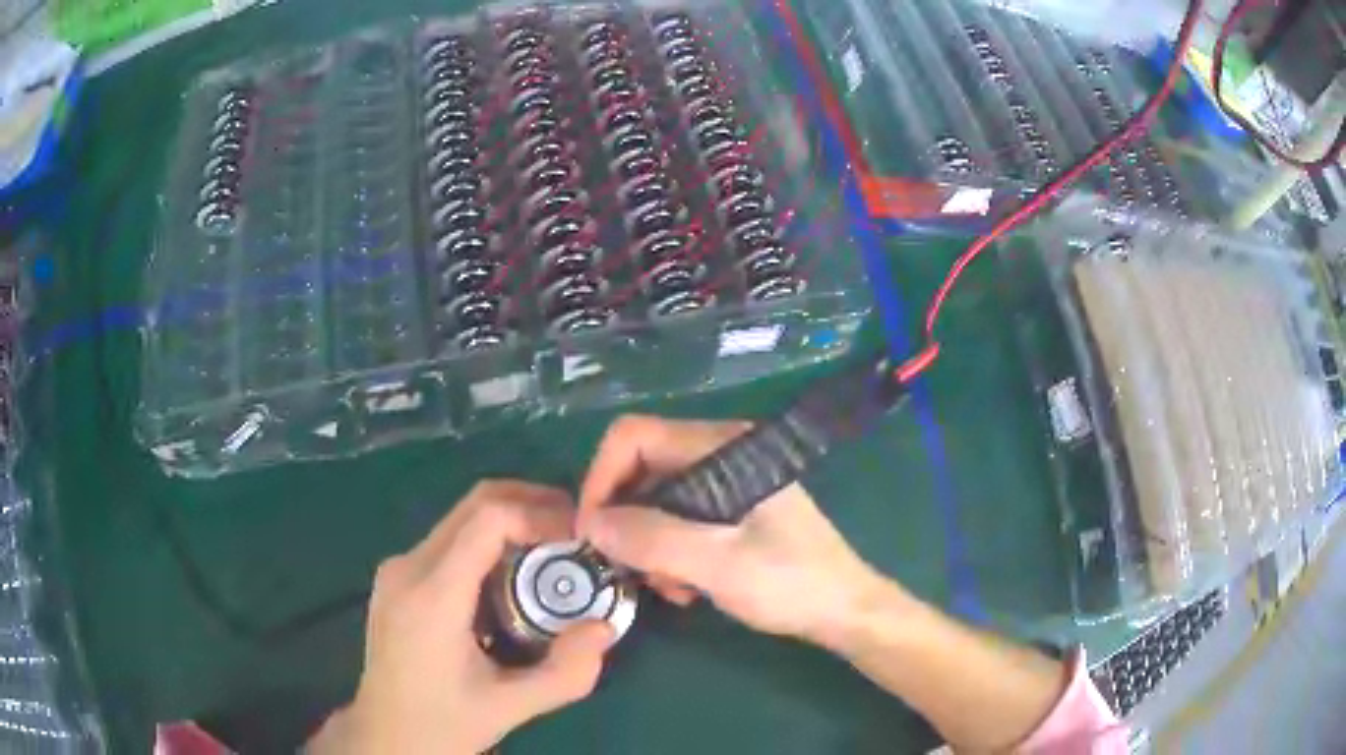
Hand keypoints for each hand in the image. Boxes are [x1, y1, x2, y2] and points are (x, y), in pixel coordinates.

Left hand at [308, 481, 613, 754]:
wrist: (384, 735)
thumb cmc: (442, 723)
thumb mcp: (509, 708)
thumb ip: (565, 673)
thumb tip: (605, 627)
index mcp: (432, 595)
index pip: (488, 518)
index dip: (540, 513)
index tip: (580, 536)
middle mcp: (408, 566)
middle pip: (475, 504)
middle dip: (533, 505)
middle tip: (578, 532)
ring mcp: (398, 568)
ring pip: (462, 518)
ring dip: (512, 523)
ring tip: (555, 553)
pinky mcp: (398, 577)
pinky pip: (450, 540)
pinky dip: (490, 542)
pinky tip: (514, 577)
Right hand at [576, 415, 889, 645]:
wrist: (843, 609)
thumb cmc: (790, 582)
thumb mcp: (718, 563)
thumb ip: (652, 539)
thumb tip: (590, 523)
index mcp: (721, 446)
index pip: (633, 436)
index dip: (601, 479)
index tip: (592, 532)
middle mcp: (719, 453)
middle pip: (641, 469)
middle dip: (626, 521)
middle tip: (628, 569)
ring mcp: (725, 482)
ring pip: (655, 500)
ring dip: (648, 544)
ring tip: (668, 587)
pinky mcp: (729, 510)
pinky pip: (677, 520)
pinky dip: (669, 553)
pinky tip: (686, 588)